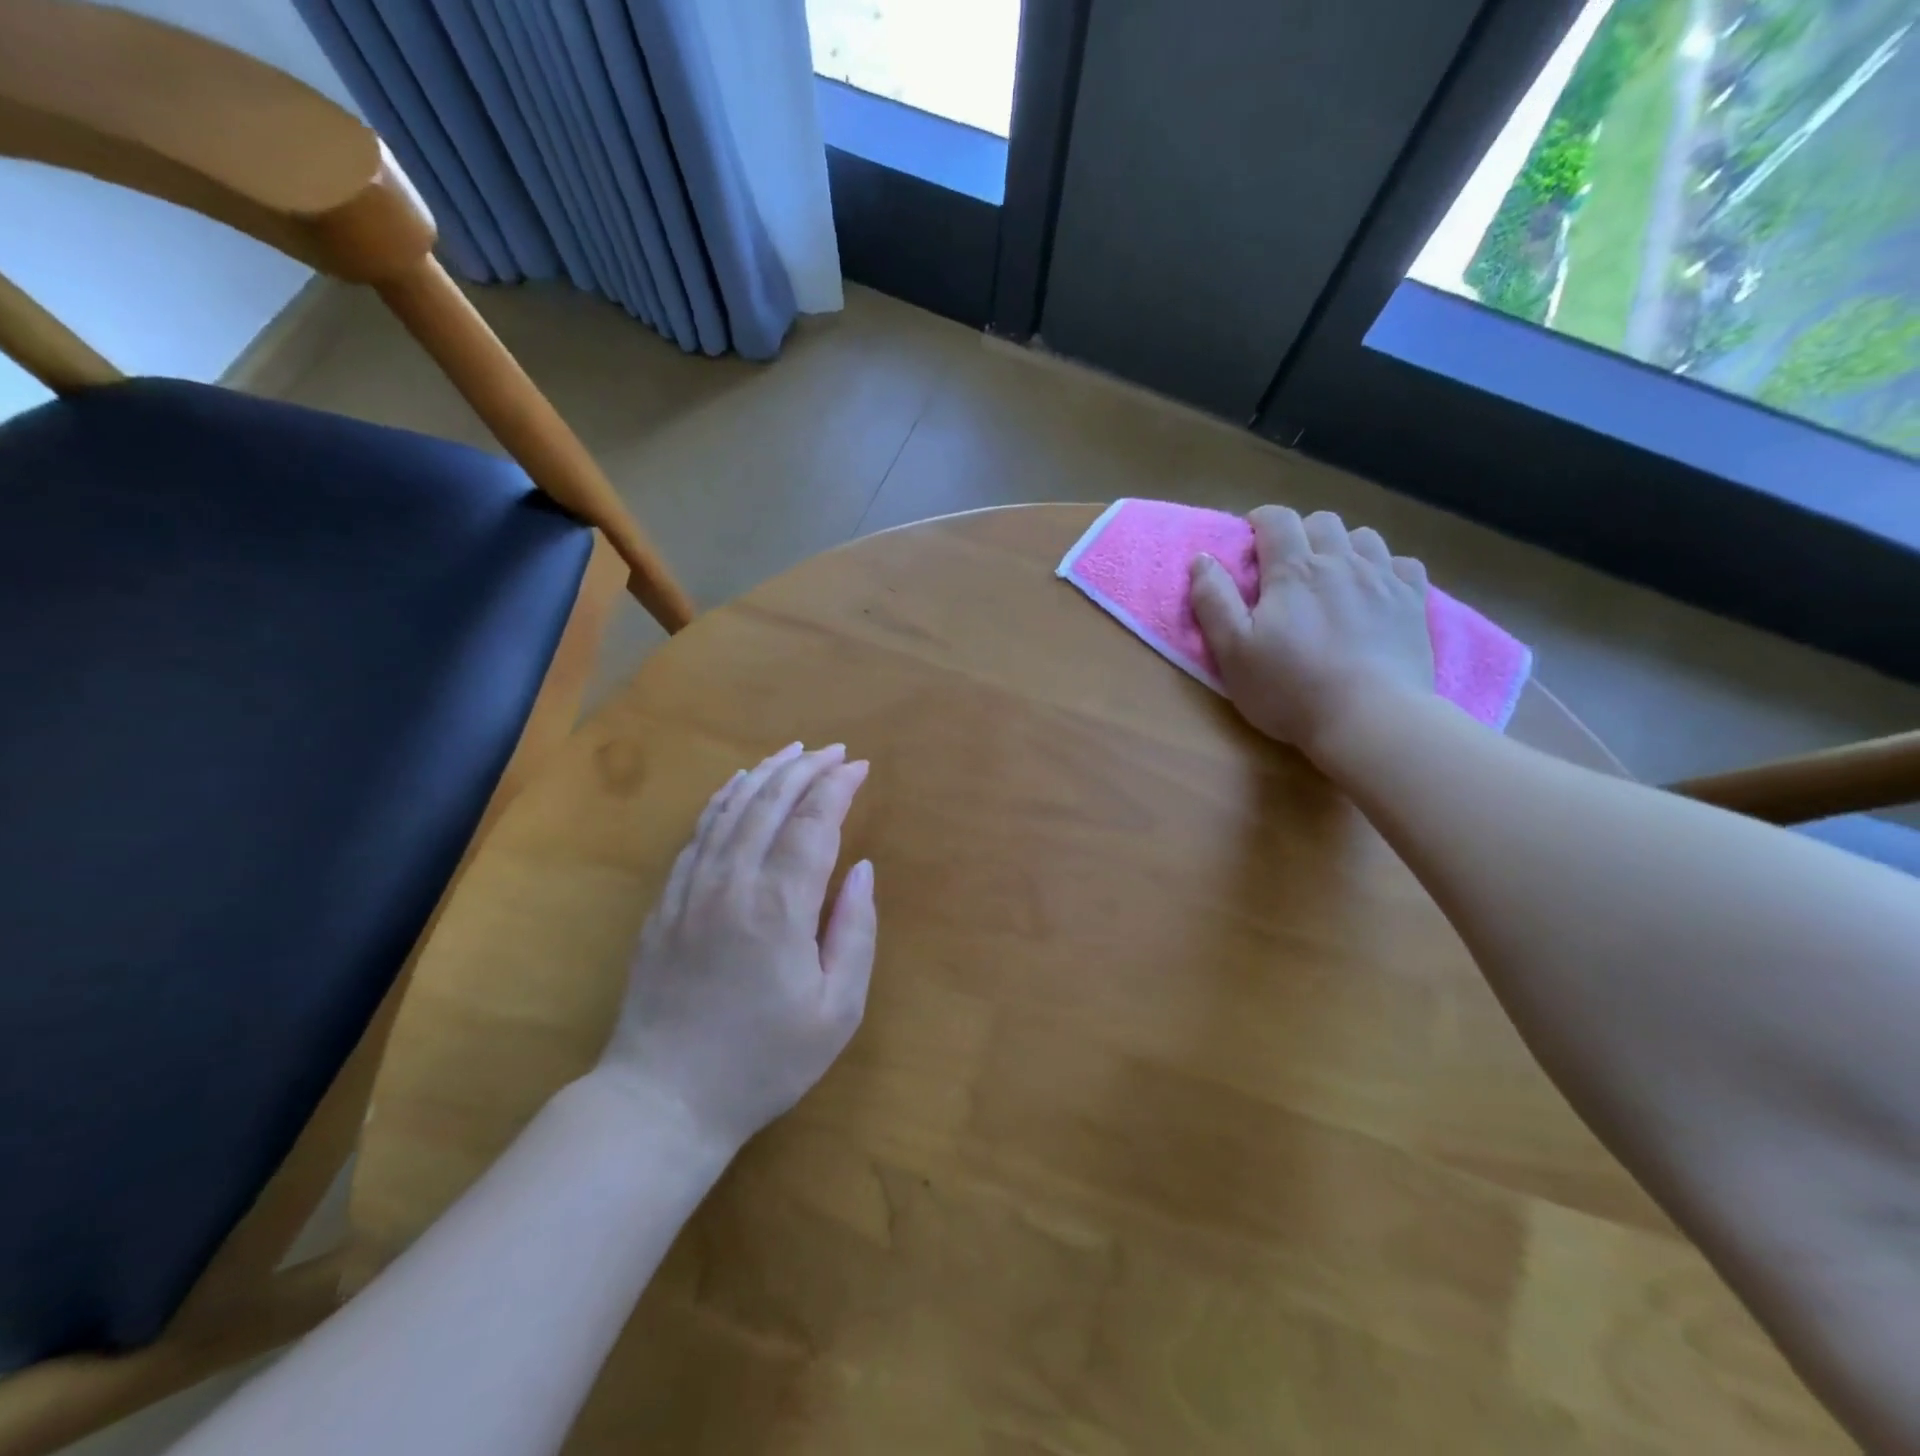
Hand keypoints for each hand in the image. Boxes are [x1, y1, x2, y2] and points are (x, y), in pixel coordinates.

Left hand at [598, 743, 875, 1153]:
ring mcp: (691, 888)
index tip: (860, 767)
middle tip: (834, 751)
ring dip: (765, 773)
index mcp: (779, 907)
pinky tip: (736, 787)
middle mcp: (732, 882)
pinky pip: (698, 833)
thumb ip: (855, 932)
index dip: (838, 787)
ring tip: (792, 752)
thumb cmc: (762, 1062)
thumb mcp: (836, 1011)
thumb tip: (862, 870)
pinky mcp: (665, 902)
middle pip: (770, 802)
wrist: (662, 1099)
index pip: (814, 823)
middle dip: (806, 768)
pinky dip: (722, 800)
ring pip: (731, 809)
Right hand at [1189, 507, 1434, 758]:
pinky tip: (1375, 591)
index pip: (1276, 520)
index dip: (1260, 521)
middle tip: (1286, 567)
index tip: (1250, 543)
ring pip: (1364, 537)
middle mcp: (1341, 562)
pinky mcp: (1413, 603)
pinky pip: (1404, 564)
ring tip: (1331, 577)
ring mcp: (1383, 580)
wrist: (1369, 719)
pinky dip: (1386, 569)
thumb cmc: (1289, 688)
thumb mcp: (1232, 650)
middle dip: (1300, 533)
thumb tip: (1202, 558)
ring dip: (1343, 547)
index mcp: (1293, 571)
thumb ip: (1213, 600)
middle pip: (1322, 522)